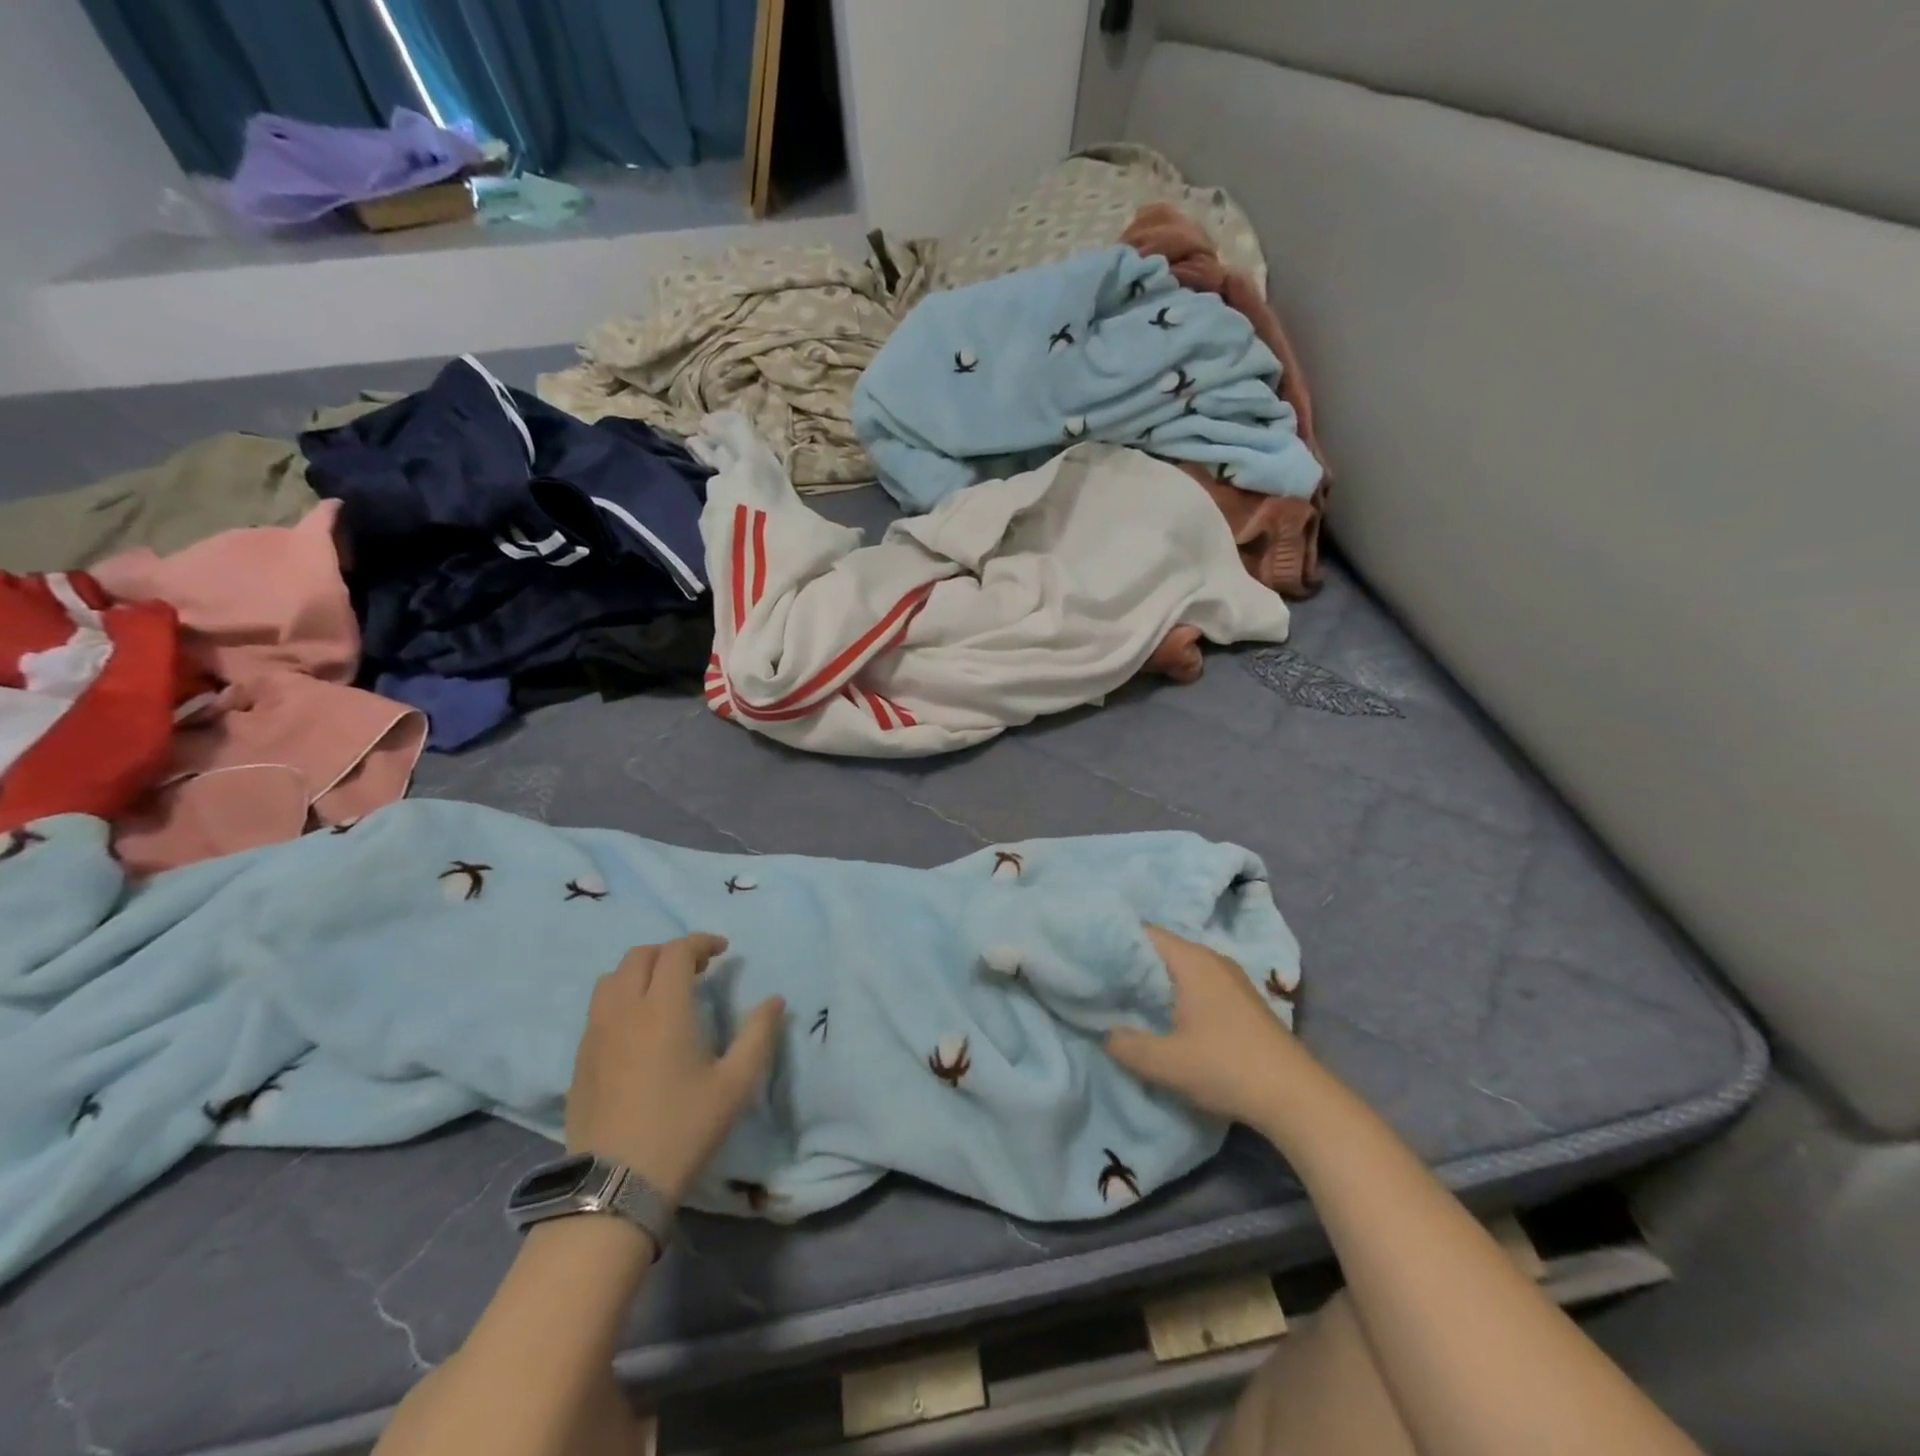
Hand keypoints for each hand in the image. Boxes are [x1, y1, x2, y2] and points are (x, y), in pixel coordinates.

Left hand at [565, 934, 784, 1202]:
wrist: (615, 1185)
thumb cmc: (683, 1127)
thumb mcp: (735, 1084)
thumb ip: (758, 1035)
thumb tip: (775, 1001)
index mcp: (664, 1008)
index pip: (677, 951)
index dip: (701, 942)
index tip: (722, 951)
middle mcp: (624, 1010)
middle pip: (640, 955)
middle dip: (670, 952)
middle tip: (697, 969)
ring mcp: (595, 1033)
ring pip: (612, 979)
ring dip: (641, 971)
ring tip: (664, 991)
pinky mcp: (580, 1058)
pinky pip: (598, 1008)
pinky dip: (621, 997)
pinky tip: (638, 1026)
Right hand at [1105, 926, 1304, 1122]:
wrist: (1297, 1098)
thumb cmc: (1227, 1068)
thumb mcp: (1167, 1063)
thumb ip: (1127, 1046)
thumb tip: (1106, 1033)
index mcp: (1192, 961)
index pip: (1142, 933)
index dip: (1112, 942)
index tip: (1086, 957)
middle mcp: (1211, 959)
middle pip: (1160, 948)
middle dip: (1129, 963)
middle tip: (1097, 980)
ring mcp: (1230, 978)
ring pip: (1178, 967)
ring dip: (1152, 980)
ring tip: (1122, 998)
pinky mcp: (1240, 1000)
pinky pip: (1195, 981)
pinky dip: (1173, 991)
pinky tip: (1161, 1015)